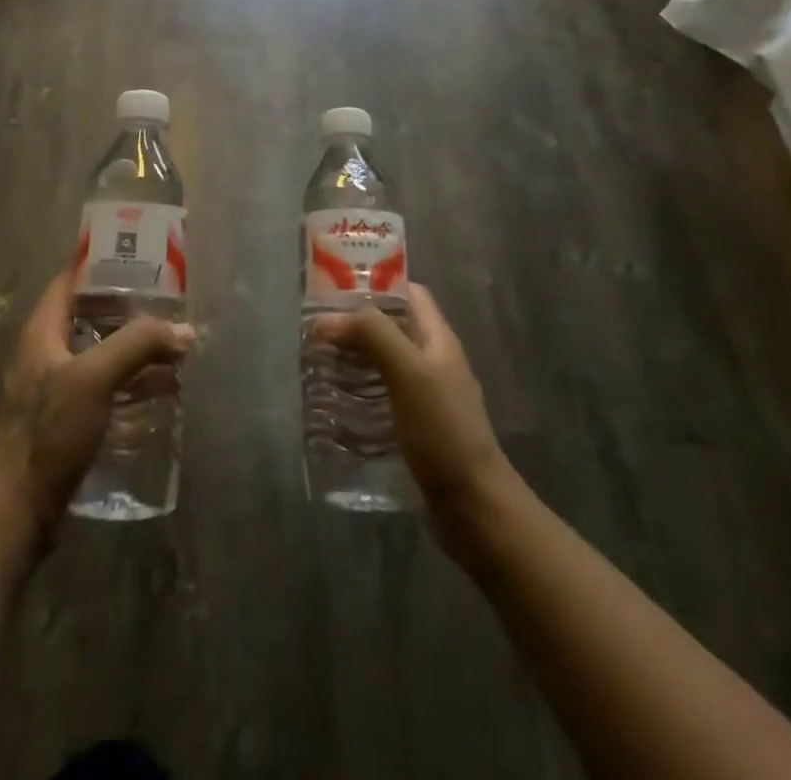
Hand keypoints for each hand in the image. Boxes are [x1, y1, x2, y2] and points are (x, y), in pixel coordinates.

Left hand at [0, 271, 195, 529]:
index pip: (70, 283)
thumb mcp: (95, 378)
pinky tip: (160, 393)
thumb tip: (183, 329)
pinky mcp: (68, 422)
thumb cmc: (49, 432)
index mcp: (42, 333)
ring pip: (100, 356)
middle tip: (168, 307)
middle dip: (129, 313)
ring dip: (134, 351)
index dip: (101, 267)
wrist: (17, 511)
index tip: (140, 262)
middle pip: (90, 319)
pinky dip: (130, 385)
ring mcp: (56, 391)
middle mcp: (46, 355)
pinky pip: (104, 390)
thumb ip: (138, 346)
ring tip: (174, 349)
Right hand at [316, 283, 514, 560]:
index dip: (376, 284)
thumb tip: (330, 319)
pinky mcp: (416, 428)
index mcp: (438, 340)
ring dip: (352, 359)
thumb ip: (374, 335)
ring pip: (383, 362)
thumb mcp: (409, 372)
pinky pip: (382, 396)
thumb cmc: (443, 431)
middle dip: (355, 324)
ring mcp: (427, 397)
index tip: (335, 288)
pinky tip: (334, 403)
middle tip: (315, 330)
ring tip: (317, 363)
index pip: (409, 293)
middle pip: (392, 328)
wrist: (475, 508)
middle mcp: (434, 362)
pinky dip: (358, 392)